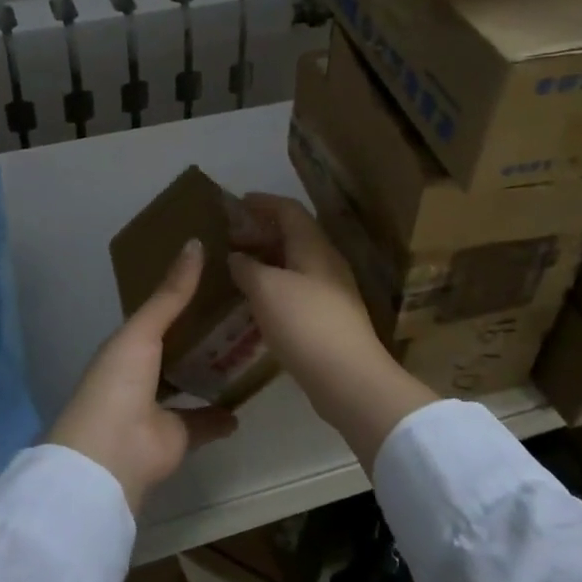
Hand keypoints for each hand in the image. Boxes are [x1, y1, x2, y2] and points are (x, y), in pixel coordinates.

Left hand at [47, 239, 237, 512]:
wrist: (112, 452)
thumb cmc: (120, 381)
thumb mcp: (143, 330)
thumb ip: (171, 293)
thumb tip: (194, 242)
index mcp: (127, 346)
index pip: (157, 316)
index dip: (180, 298)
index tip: (213, 279)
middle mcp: (142, 374)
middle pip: (176, 349)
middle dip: (202, 334)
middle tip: (240, 311)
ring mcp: (159, 407)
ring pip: (190, 383)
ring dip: (211, 372)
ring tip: (246, 349)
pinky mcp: (179, 436)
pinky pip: (205, 421)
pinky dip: (221, 415)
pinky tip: (244, 402)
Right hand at [229, 194, 436, 468]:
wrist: (350, 379)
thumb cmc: (305, 323)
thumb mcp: (266, 289)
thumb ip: (247, 267)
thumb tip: (236, 256)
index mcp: (314, 246)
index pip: (289, 210)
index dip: (263, 202)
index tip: (238, 202)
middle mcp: (326, 262)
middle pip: (293, 235)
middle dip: (261, 232)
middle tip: (231, 237)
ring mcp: (331, 291)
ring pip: (295, 263)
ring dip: (267, 260)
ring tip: (237, 267)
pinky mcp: (329, 318)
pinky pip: (297, 288)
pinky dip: (274, 284)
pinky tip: (256, 301)